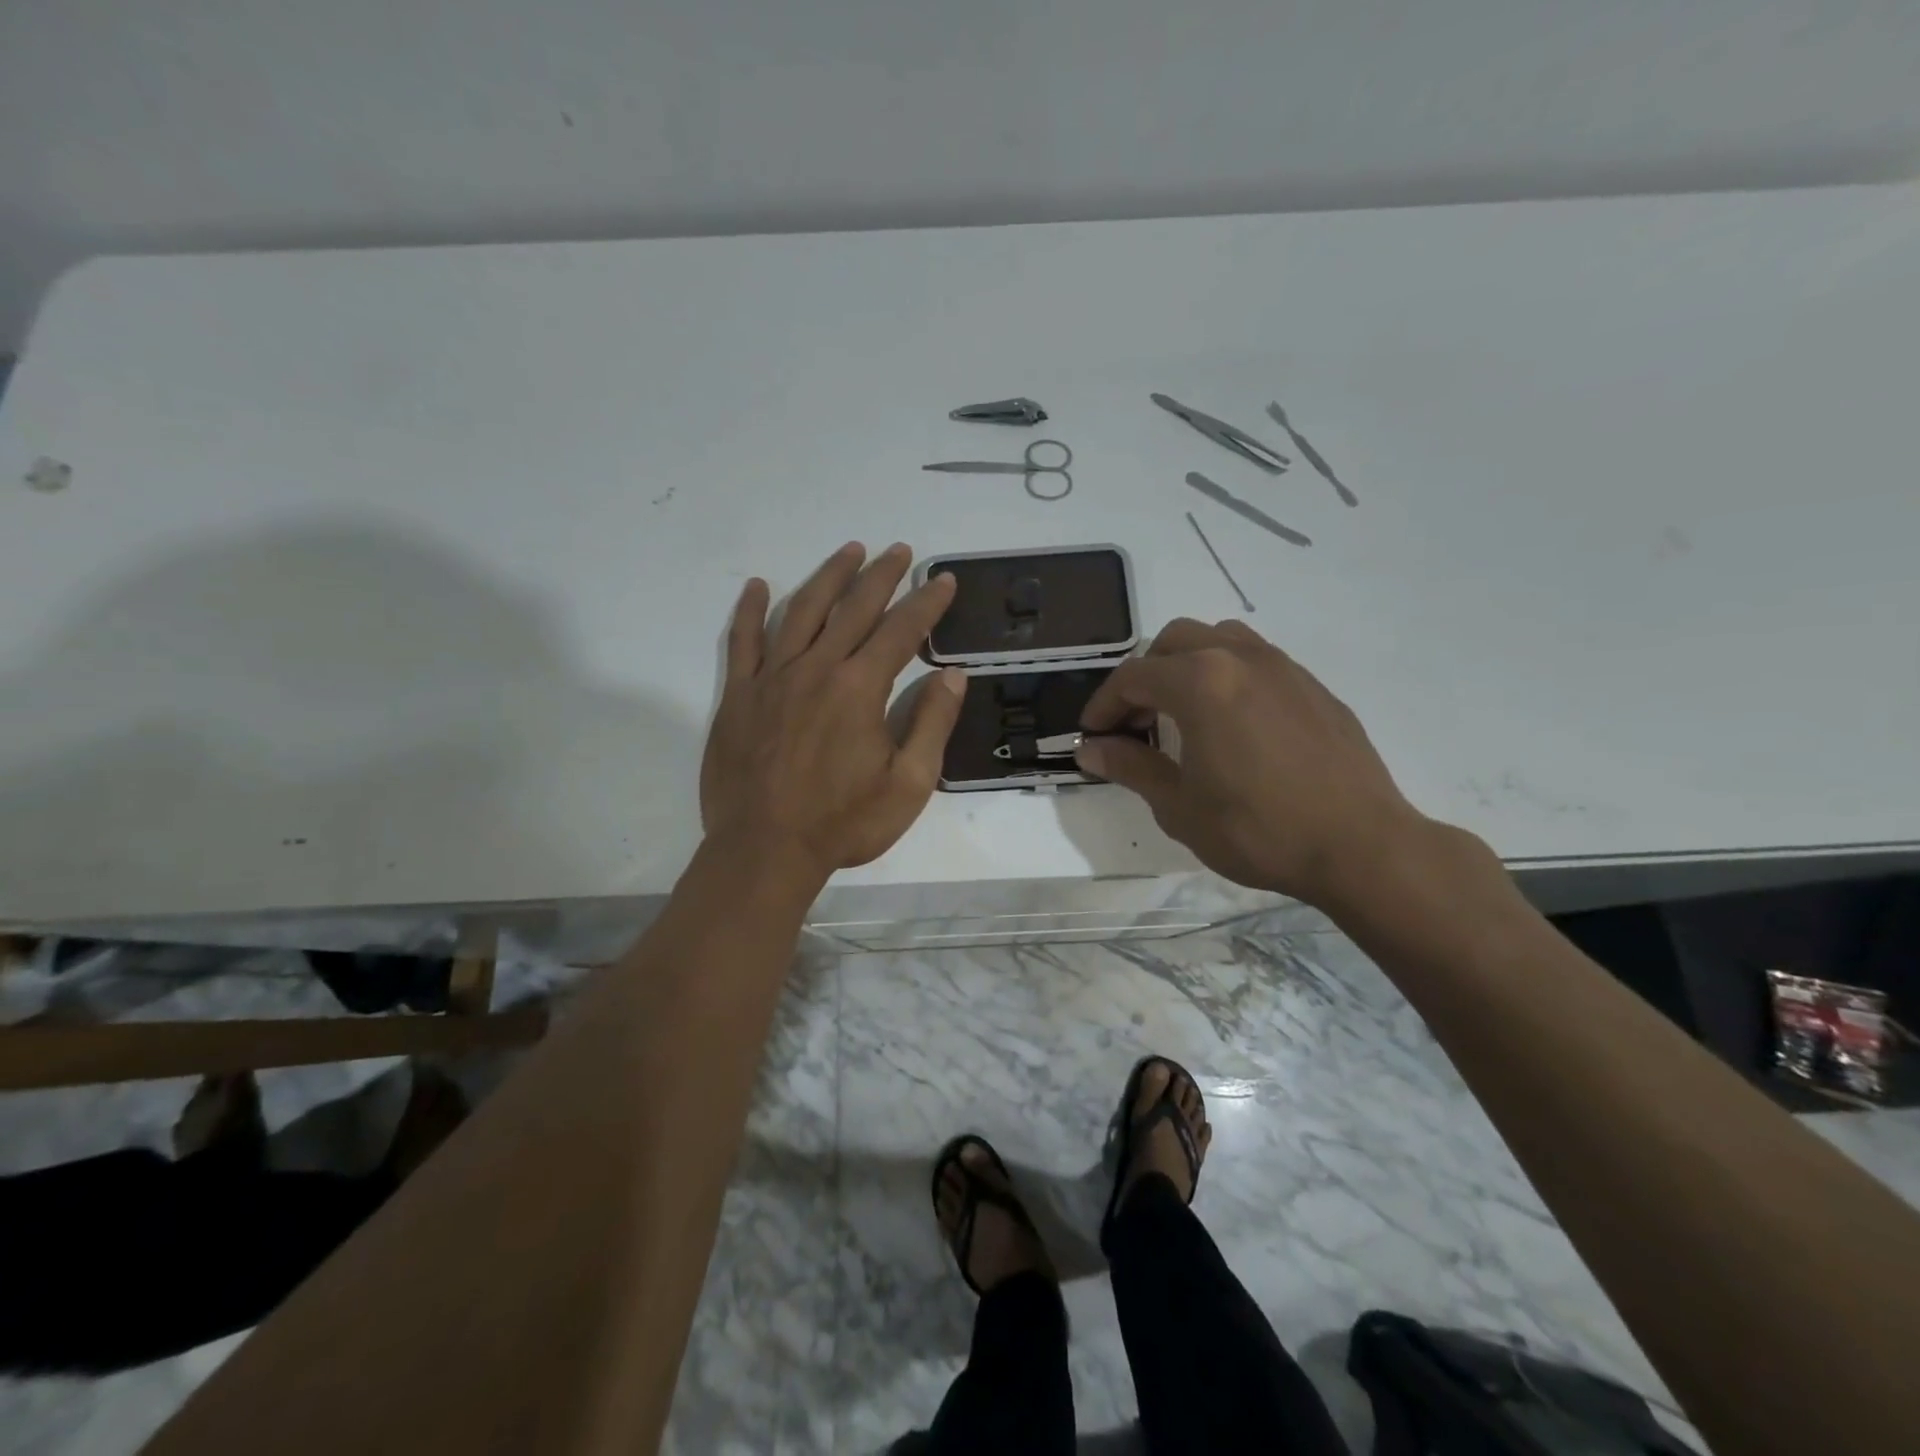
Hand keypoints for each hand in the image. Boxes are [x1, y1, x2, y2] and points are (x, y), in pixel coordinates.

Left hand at [701, 542, 964, 883]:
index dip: (926, 602)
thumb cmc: (843, 823)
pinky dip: (750, 611)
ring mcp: (772, 678)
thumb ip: (932, 725)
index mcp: (860, 688)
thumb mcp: (908, 785)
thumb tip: (952, 676)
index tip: (943, 580)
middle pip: (853, 608)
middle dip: (881, 575)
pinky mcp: (739, 696)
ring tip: (849, 551)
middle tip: (900, 551)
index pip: (901, 630)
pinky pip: (743, 642)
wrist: (765, 850)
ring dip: (828, 577)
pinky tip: (756, 586)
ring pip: (801, 611)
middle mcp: (816, 668)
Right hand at [1076, 618, 1424, 905]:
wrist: (1360, 846)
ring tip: (1182, 713)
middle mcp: (1240, 658)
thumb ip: (1130, 767)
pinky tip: (1233, 725)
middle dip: (1144, 677)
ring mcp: (1283, 667)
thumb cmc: (1258, 829)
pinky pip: (1257, 661)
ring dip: (1187, 666)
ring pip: (1219, 640)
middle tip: (1136, 724)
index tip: (1092, 735)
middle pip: (1173, 642)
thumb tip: (1090, 750)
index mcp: (1201, 682)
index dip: (1103, 705)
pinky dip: (1227, 677)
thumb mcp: (1179, 805)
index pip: (1133, 677)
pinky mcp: (1313, 686)